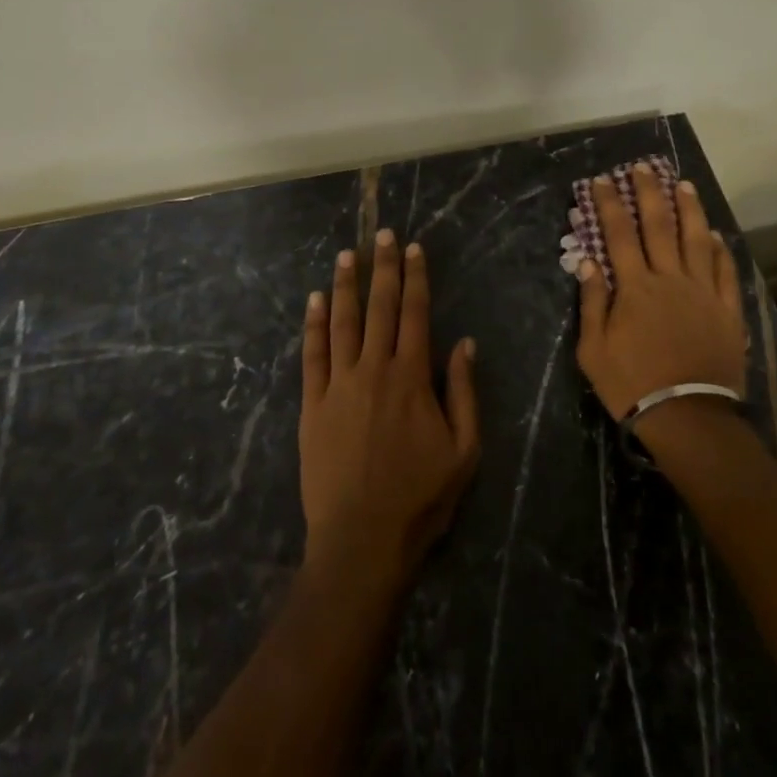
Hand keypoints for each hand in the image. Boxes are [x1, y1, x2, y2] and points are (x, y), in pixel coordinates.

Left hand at [299, 231, 480, 591]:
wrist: (361, 542)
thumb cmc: (420, 498)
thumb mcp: (464, 451)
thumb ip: (463, 392)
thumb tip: (465, 343)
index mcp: (411, 377)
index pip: (415, 313)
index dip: (415, 278)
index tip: (413, 249)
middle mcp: (374, 369)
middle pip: (379, 307)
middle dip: (382, 267)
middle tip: (382, 234)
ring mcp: (338, 385)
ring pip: (343, 322)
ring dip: (346, 285)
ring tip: (347, 254)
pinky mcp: (312, 405)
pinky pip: (312, 355)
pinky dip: (314, 325)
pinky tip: (315, 300)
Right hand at [575, 164, 746, 420]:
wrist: (688, 418)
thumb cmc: (632, 384)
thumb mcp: (594, 349)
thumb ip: (593, 302)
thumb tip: (587, 261)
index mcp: (635, 287)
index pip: (619, 233)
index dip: (609, 203)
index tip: (602, 180)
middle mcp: (670, 279)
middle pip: (658, 226)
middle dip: (649, 192)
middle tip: (644, 167)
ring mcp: (703, 292)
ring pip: (696, 239)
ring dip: (688, 209)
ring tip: (683, 184)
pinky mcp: (727, 310)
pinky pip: (724, 271)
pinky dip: (719, 249)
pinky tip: (714, 234)